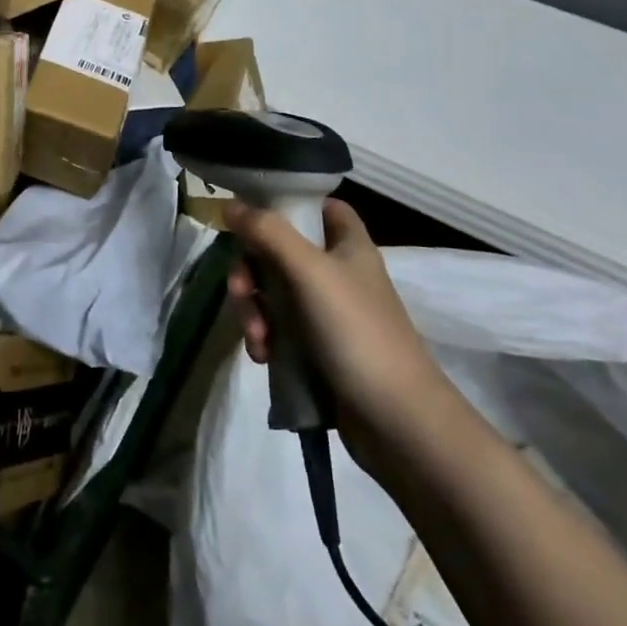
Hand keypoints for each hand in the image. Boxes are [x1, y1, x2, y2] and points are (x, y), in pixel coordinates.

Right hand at [224, 198, 448, 438]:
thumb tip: (229, 204)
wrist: (397, 422)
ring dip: (253, 309)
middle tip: (241, 290)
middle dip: (251, 270)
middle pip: (279, 250)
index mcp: (348, 245)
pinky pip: (278, 327)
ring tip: (257, 338)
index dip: (288, 205)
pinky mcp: (316, 347)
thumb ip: (268, 232)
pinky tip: (263, 355)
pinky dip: (264, 336)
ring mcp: (326, 312)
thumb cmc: (357, 332)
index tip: (253, 217)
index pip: (320, 206)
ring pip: (272, 291)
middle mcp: (337, 272)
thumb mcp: (309, 272)